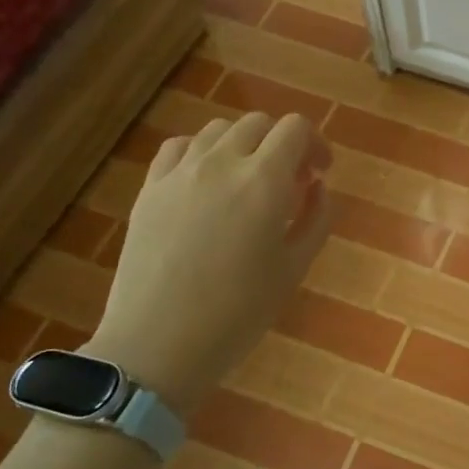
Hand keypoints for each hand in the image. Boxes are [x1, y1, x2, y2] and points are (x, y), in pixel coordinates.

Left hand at [86, 111, 332, 413]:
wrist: (157, 345)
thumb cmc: (238, 313)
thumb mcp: (294, 268)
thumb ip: (315, 219)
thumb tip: (318, 187)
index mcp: (265, 181)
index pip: (295, 128)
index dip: (315, 143)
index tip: (319, 173)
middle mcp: (222, 164)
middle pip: (258, 123)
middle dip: (282, 143)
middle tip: (290, 181)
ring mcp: (180, 173)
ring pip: (219, 130)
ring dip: (243, 145)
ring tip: (247, 180)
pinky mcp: (150, 189)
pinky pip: (179, 148)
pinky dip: (202, 153)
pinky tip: (206, 182)